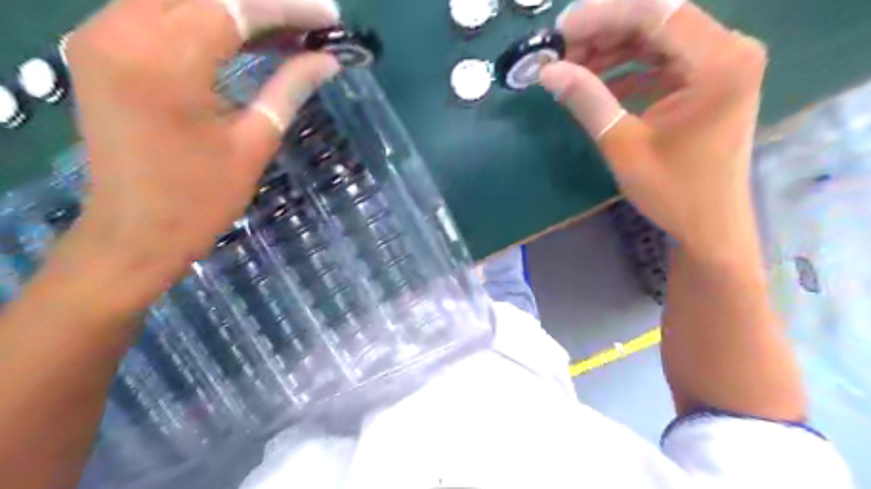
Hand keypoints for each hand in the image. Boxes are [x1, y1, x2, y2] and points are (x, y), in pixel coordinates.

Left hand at [63, 1, 342, 290]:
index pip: (234, 7)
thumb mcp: (255, 142)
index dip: (288, 8)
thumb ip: (289, 88)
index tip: (329, 16)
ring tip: (286, 30)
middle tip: (310, 22)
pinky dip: (205, 18)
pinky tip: (244, 36)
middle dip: (264, 3)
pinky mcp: (100, 47)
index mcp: (164, 62)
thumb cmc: (202, 197)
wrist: (137, 231)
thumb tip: (327, 60)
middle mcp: (119, 30)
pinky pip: (159, 12)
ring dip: (235, 8)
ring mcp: (101, 34)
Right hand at [543, 0, 766, 260]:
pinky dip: (629, 68)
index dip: (601, 16)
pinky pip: (663, 60)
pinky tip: (599, 81)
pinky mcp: (709, 80)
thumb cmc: (672, 191)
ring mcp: (722, 64)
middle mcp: (730, 50)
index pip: (655, 13)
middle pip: (657, 20)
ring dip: (613, 49)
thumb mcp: (622, 144)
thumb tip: (547, 71)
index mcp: (720, 62)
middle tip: (560, 52)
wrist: (710, 223)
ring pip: (657, 38)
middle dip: (604, 31)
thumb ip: (587, 100)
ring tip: (572, 66)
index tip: (558, 31)